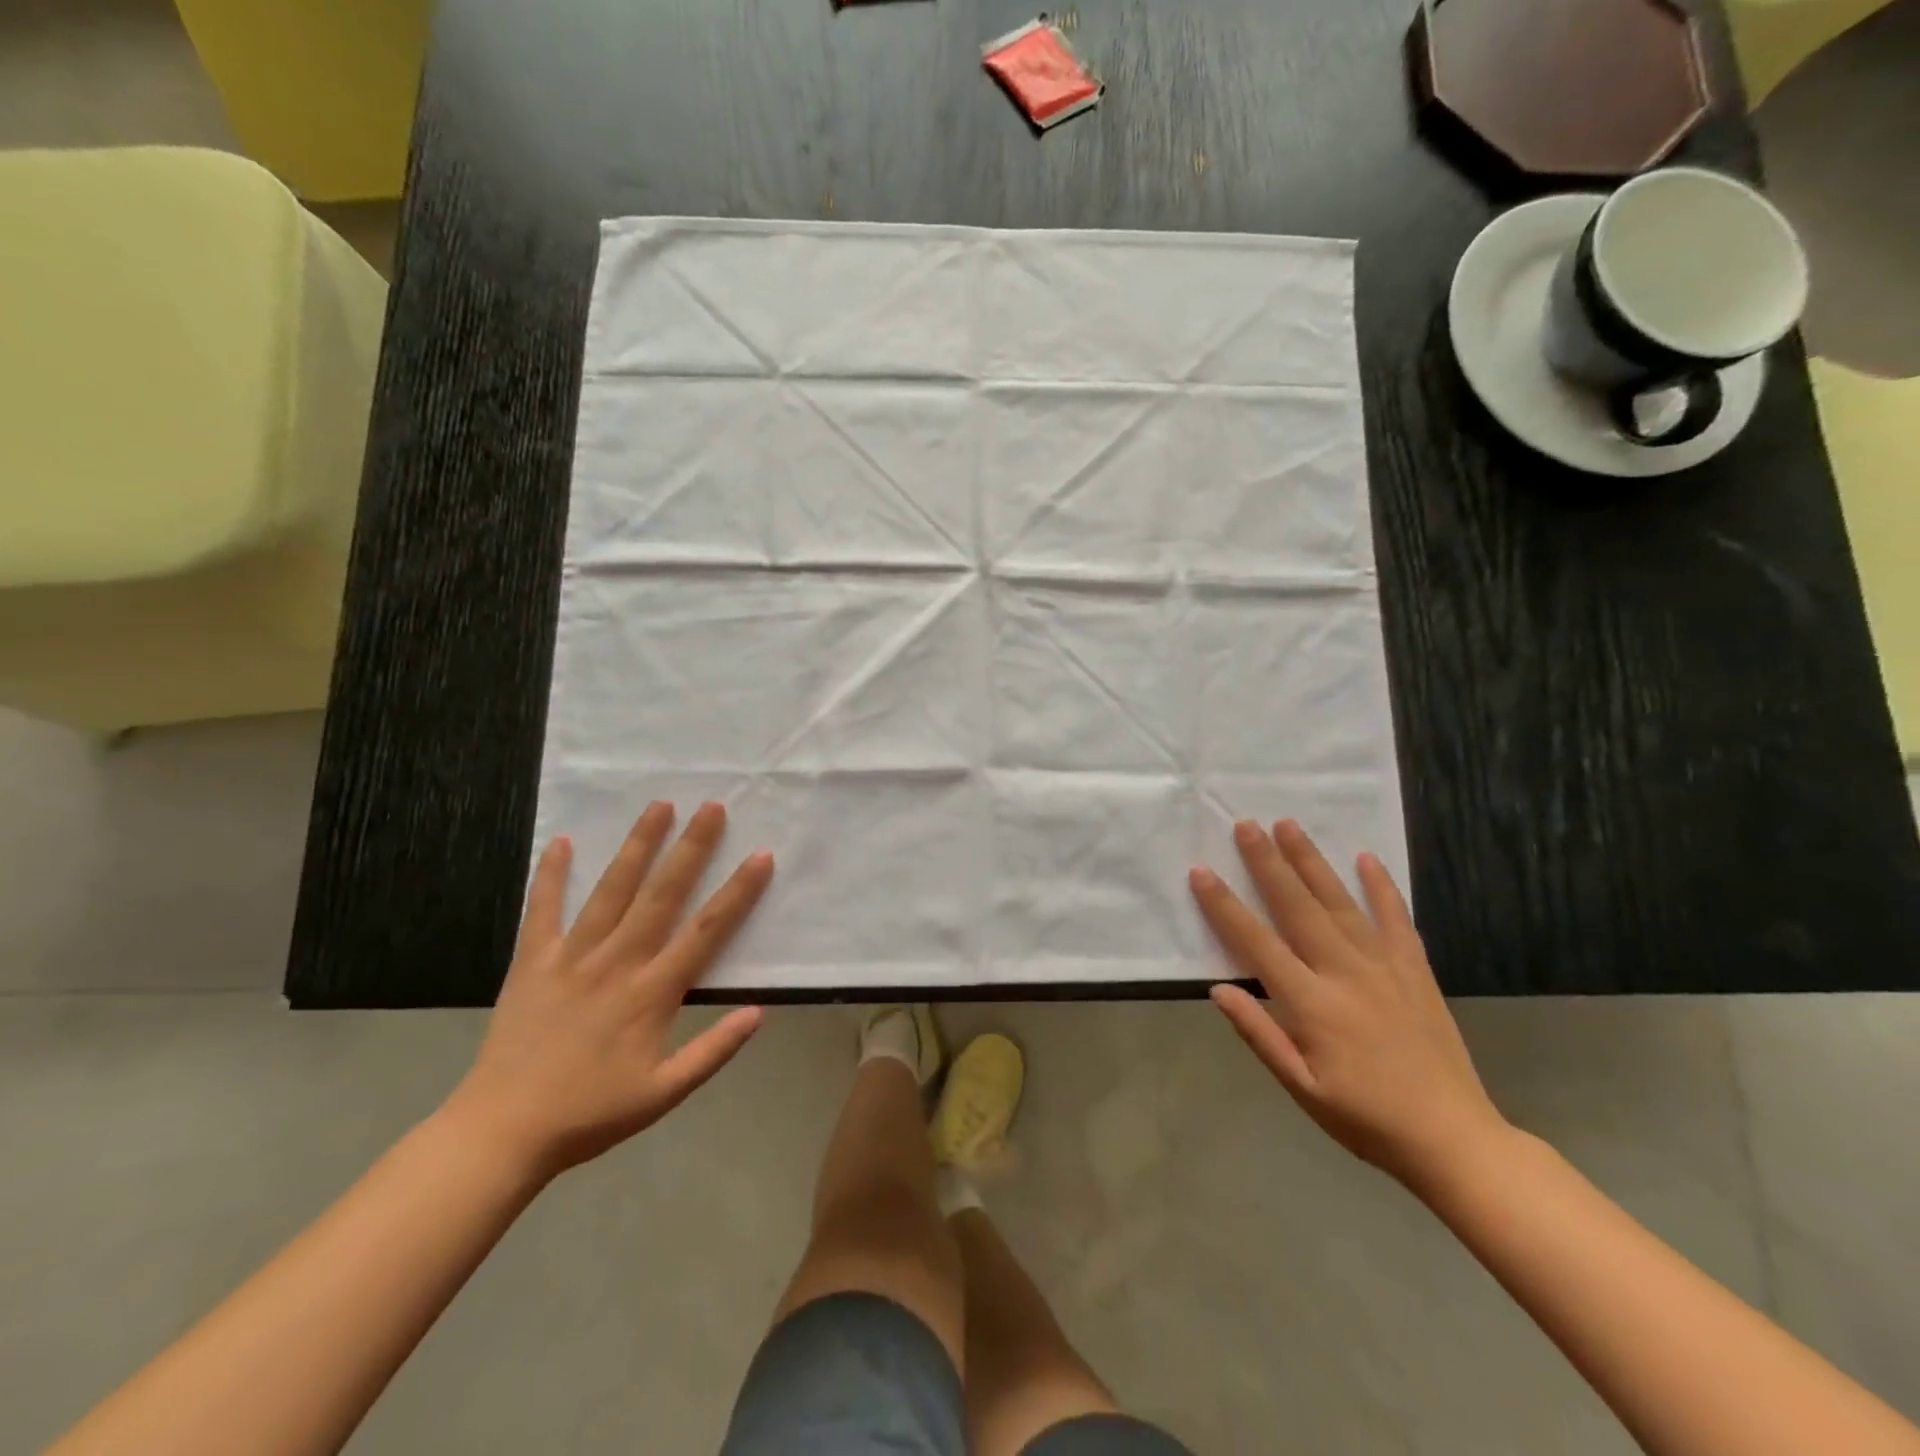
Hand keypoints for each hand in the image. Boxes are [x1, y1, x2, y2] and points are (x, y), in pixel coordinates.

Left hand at [445, 801, 772, 1180]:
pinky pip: (543, 911)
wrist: (502, 1132)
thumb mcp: (663, 1094)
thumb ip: (712, 1051)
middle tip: (712, 807)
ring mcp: (572, 957)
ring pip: (612, 891)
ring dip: (637, 846)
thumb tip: (759, 1012)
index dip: (738, 891)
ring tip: (658, 806)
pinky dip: (552, 876)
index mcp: (652, 992)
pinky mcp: (533, 962)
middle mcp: (617, 962)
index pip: (707, 931)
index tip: (761, 855)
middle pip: (663, 894)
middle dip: (691, 848)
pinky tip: (562, 842)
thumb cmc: (590, 1113)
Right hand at [1190, 819, 1506, 1187]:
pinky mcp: (1415, 970)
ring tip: (1289, 825)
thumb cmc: (1365, 1118)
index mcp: (1311, 1004)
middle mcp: (1344, 973)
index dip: (1224, 906)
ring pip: (1339, 902)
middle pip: (1297, 906)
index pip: (1256, 942)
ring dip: (1311, 861)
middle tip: (1245, 824)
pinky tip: (1366, 858)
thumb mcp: (1300, 1088)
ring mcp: (1384, 966)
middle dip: (1267, 862)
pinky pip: (1396, 918)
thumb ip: (1259, 1034)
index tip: (1201, 872)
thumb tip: (1218, 989)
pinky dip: (1381, 887)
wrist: (1453, 1139)